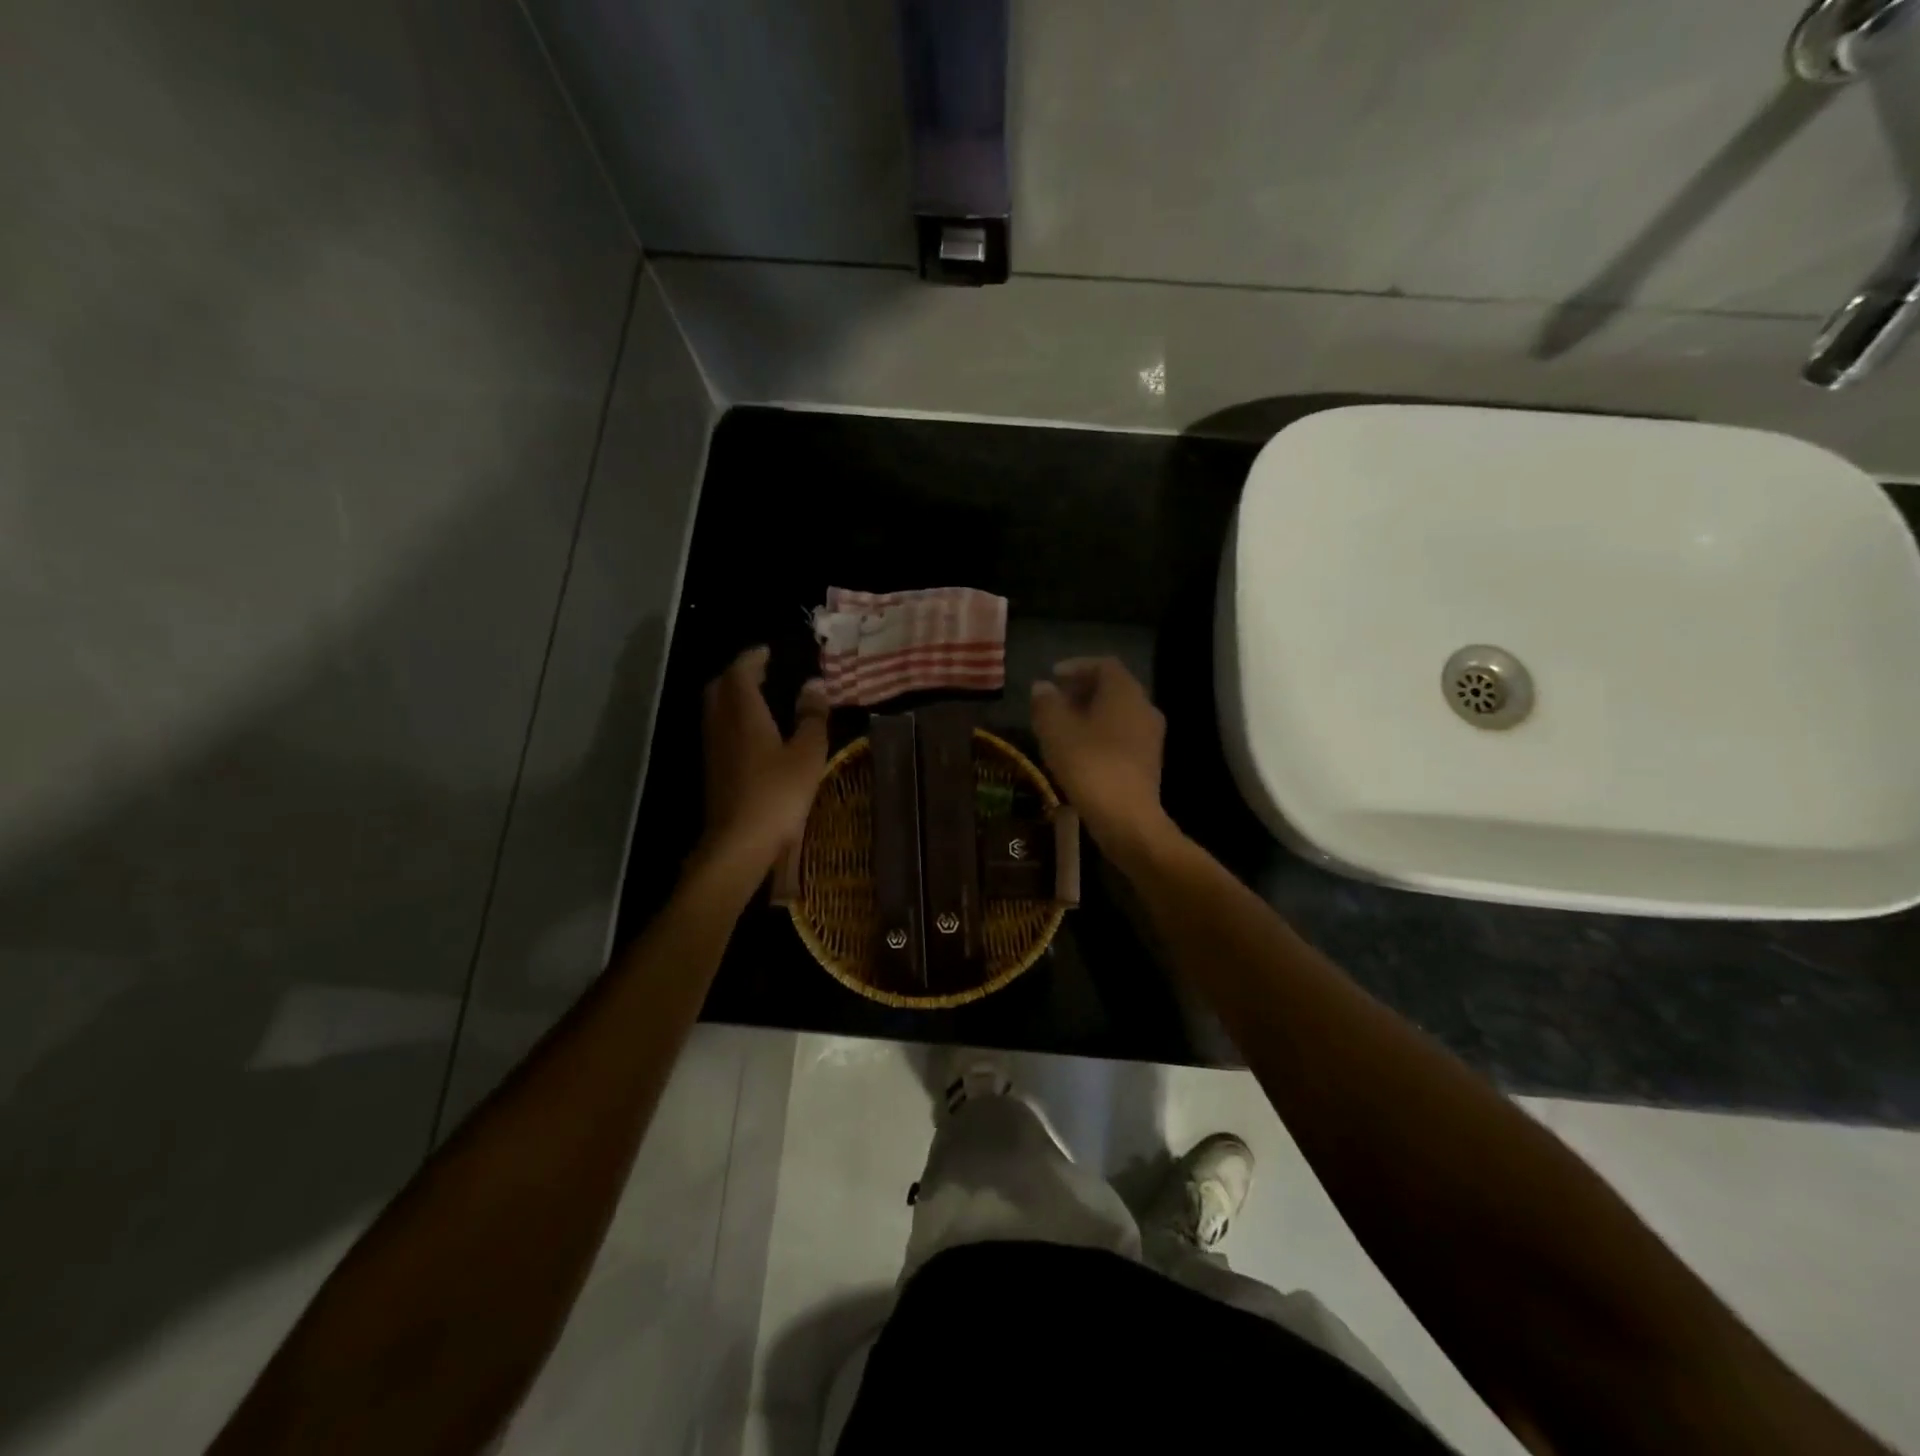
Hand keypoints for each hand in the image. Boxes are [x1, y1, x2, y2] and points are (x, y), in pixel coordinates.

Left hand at [699, 647, 828, 874]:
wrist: (738, 843)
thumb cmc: (777, 794)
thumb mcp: (808, 754)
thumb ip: (812, 716)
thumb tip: (815, 684)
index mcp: (744, 713)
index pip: (741, 671)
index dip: (753, 657)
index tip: (769, 651)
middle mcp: (721, 724)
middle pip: (721, 686)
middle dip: (739, 673)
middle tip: (763, 671)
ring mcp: (713, 747)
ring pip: (716, 708)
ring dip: (733, 696)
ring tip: (761, 697)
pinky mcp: (713, 769)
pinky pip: (719, 728)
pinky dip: (733, 717)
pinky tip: (754, 732)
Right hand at [1030, 657, 1172, 856]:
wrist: (1126, 819)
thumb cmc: (1089, 766)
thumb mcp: (1056, 731)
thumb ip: (1047, 704)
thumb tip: (1043, 687)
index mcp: (1125, 692)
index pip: (1104, 665)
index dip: (1077, 666)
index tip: (1053, 676)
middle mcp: (1144, 707)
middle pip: (1113, 688)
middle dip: (1083, 690)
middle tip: (1055, 700)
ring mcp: (1150, 736)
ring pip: (1118, 713)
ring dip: (1091, 713)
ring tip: (1062, 726)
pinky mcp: (1148, 761)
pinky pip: (1122, 735)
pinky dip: (1100, 733)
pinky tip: (1079, 750)